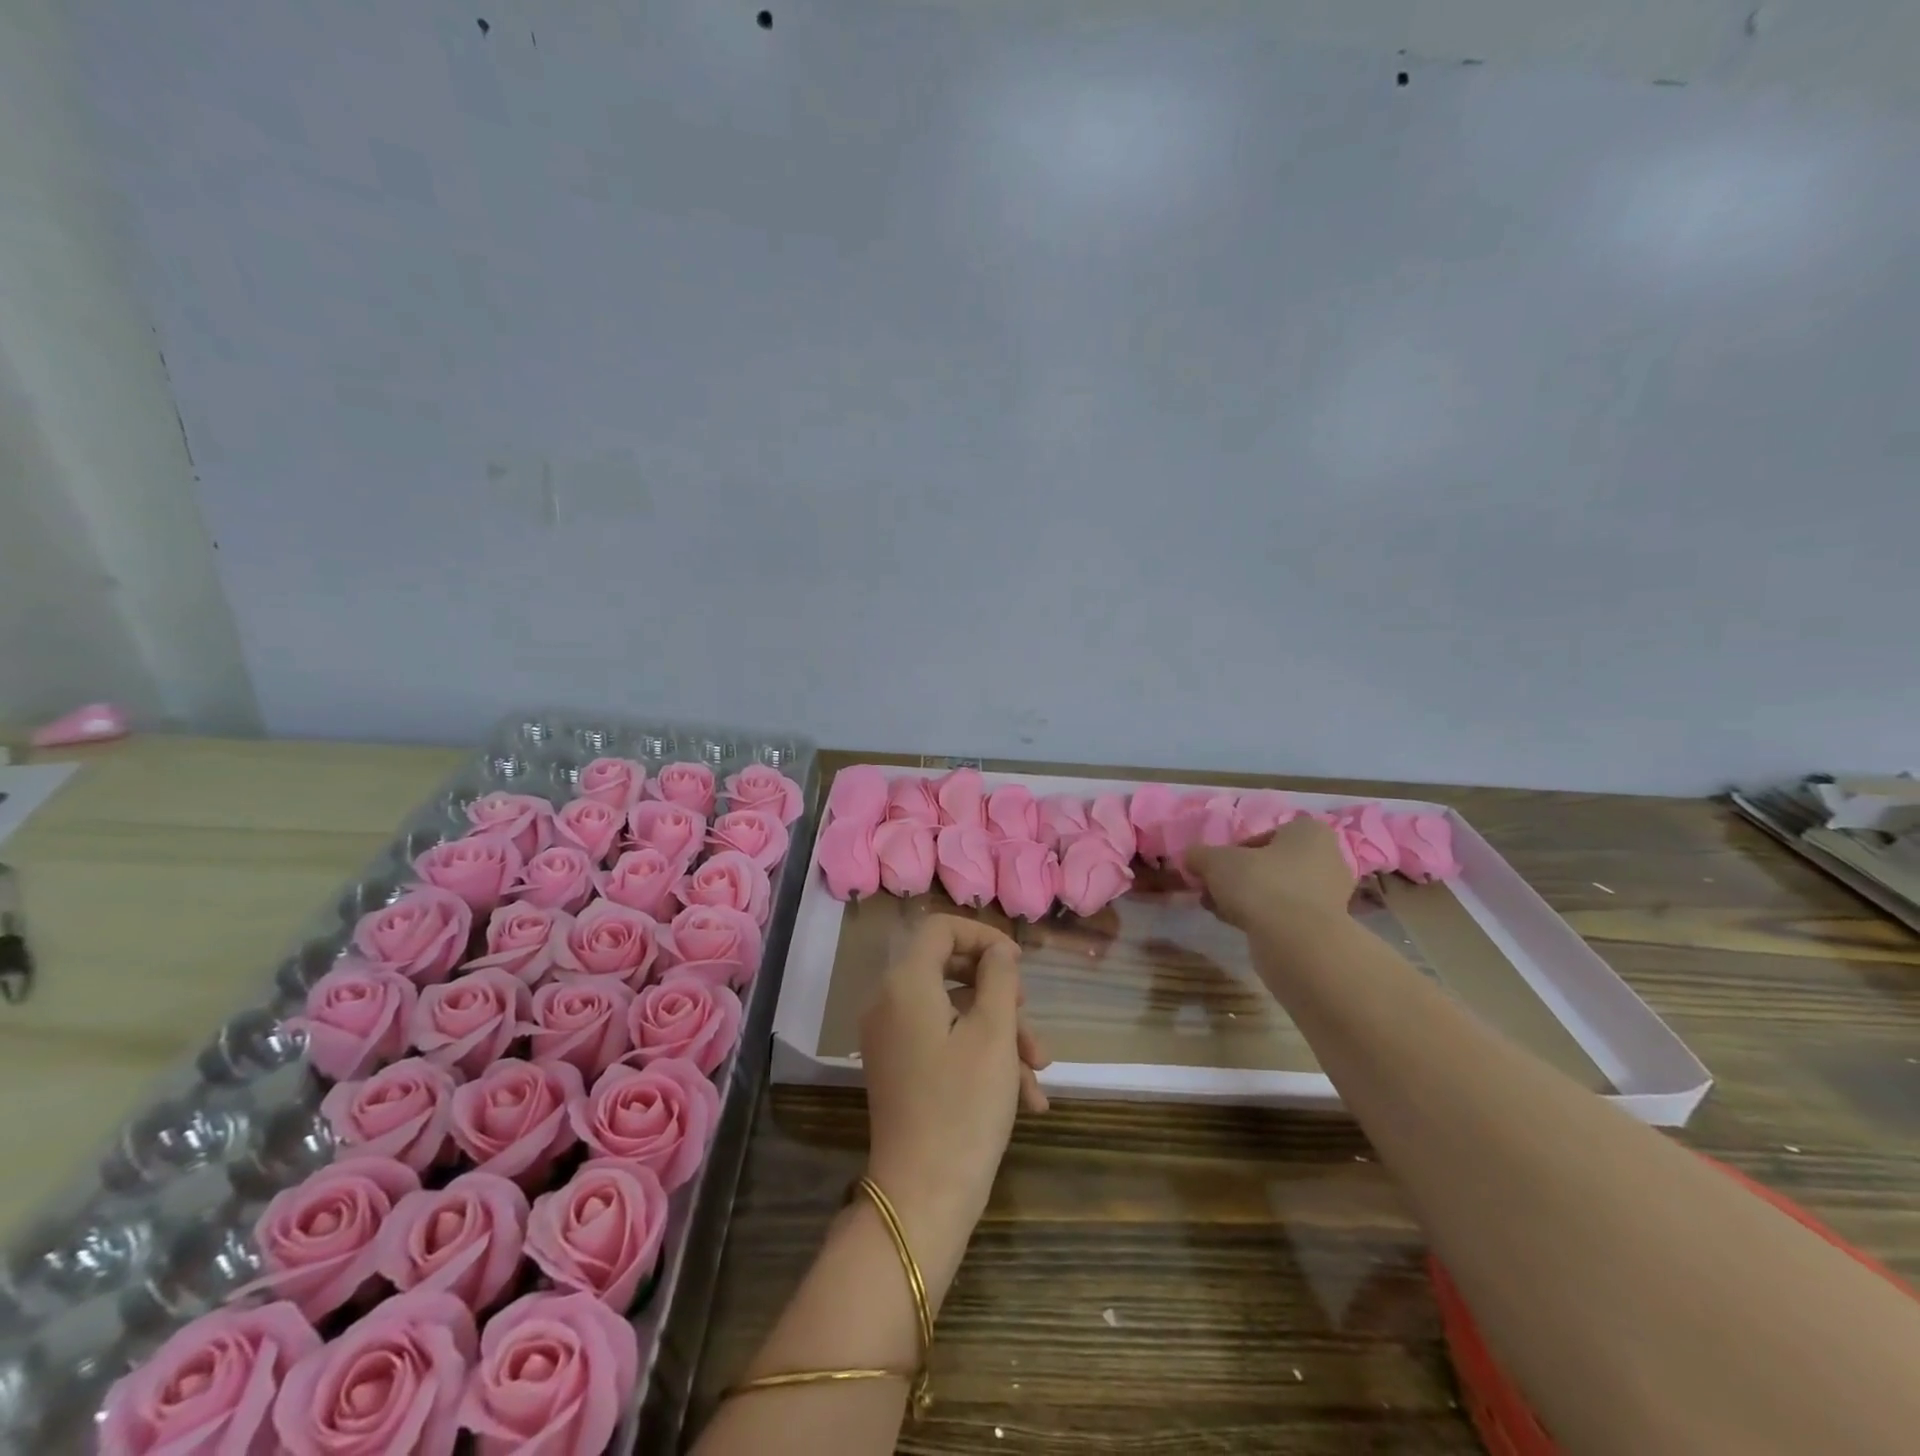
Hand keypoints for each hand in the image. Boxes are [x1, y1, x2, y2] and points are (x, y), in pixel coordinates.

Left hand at [859, 915, 1049, 1287]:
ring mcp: (892, 1040)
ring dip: (1000, 1036)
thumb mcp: (994, 1033)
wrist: (922, 1198)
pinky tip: (1026, 1099)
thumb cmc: (964, 1106)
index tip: (1018, 965)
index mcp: (905, 983)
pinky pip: (943, 1044)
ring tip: (1039, 1074)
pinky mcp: (900, 1070)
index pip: (940, 928)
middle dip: (1000, 996)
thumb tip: (998, 951)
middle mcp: (890, 1003)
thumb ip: (999, 978)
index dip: (982, 936)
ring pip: (954, 1014)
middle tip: (1030, 1020)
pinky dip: (981, 1059)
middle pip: (950, 972)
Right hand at [1187, 817, 1354, 930]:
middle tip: (1214, 889)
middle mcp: (1328, 859)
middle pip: (1271, 864)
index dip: (1236, 850)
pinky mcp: (1325, 928)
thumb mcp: (1215, 861)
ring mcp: (1330, 896)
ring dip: (1247, 898)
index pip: (1266, 834)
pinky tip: (1236, 925)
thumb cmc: (1260, 884)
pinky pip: (1286, 915)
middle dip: (1240, 877)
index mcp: (1309, 833)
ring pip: (1278, 891)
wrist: (1297, 942)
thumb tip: (1191, 858)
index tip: (1217, 866)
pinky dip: (1262, 917)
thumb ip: (1200, 855)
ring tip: (1219, 909)